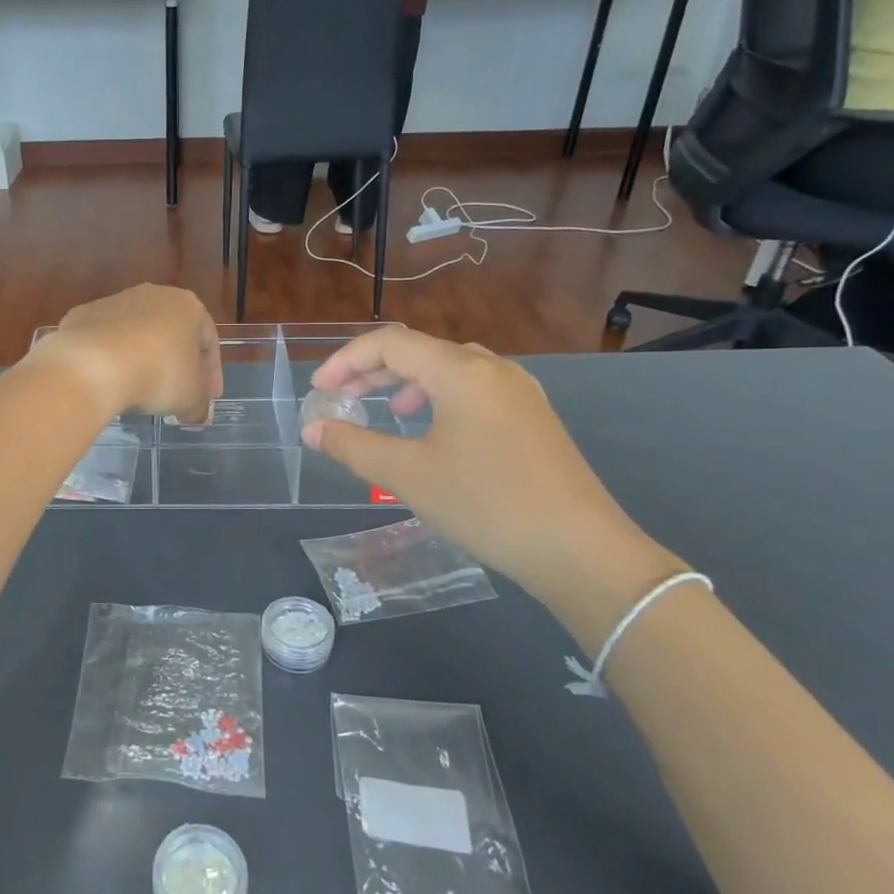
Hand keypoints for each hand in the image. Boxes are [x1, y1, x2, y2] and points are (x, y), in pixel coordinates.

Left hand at [30, 285, 222, 424]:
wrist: (92, 364)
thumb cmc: (157, 374)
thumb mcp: (189, 398)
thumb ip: (200, 405)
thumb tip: (199, 414)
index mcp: (187, 306)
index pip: (209, 340)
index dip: (211, 373)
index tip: (208, 397)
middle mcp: (153, 295)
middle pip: (172, 333)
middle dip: (177, 363)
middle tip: (177, 393)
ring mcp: (114, 301)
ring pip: (137, 333)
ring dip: (143, 358)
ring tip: (141, 389)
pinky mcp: (82, 314)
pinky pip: (105, 339)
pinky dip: (111, 358)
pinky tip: (110, 381)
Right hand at [302, 328, 672, 607]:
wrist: (580, 551)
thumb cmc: (486, 504)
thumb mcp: (408, 475)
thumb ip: (352, 446)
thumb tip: (313, 429)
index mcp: (462, 371)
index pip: (390, 343)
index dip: (346, 360)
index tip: (319, 391)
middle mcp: (493, 368)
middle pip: (421, 351)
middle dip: (373, 371)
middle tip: (341, 398)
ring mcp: (519, 392)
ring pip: (450, 369)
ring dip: (408, 384)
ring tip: (388, 412)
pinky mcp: (533, 417)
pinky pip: (475, 390)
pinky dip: (440, 398)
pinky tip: (434, 432)